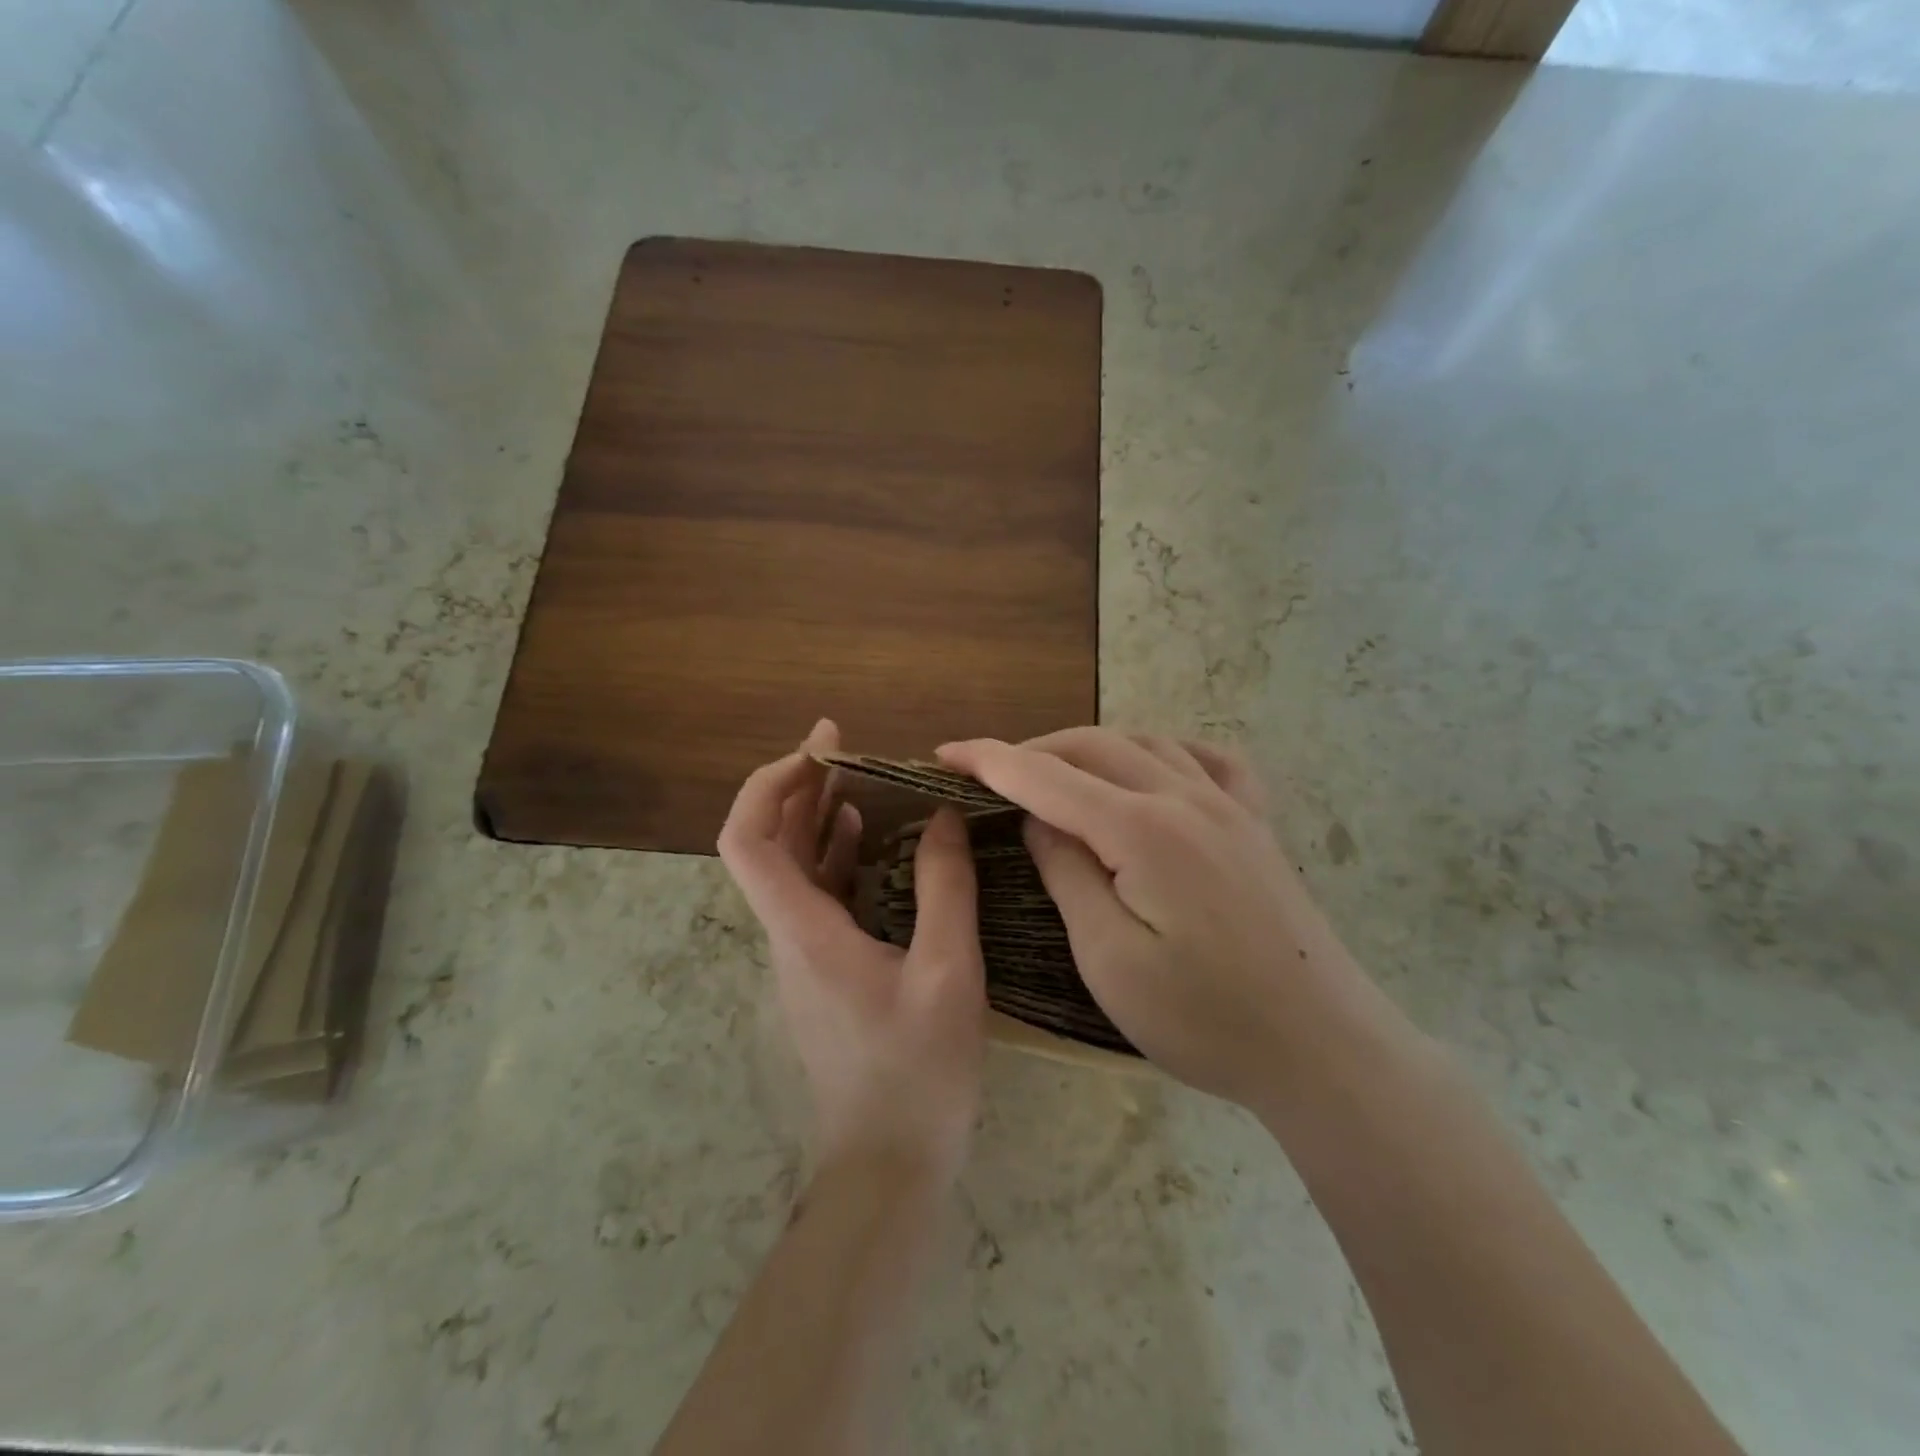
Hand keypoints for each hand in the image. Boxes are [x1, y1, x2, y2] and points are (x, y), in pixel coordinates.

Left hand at [719, 720, 986, 1188]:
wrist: (889, 1164)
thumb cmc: (917, 1071)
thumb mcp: (948, 971)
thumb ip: (946, 886)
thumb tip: (944, 816)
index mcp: (804, 930)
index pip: (747, 840)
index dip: (769, 784)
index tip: (820, 750)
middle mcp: (789, 935)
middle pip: (768, 843)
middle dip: (799, 784)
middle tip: (845, 744)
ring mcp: (803, 954)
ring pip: (792, 868)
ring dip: (817, 816)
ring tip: (862, 776)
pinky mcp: (824, 970)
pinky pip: (818, 895)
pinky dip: (836, 854)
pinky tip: (870, 838)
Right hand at [938, 728, 1406, 1110]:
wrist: (1321, 1048)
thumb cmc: (1204, 1019)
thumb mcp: (1109, 958)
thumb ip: (1067, 873)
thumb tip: (1037, 817)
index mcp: (1141, 829)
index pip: (1046, 776)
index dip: (989, 760)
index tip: (944, 753)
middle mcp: (1185, 798)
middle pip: (1092, 747)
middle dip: (1031, 751)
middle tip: (988, 774)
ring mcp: (1228, 805)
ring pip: (1144, 743)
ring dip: (1088, 748)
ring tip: (1054, 772)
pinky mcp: (1256, 824)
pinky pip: (1207, 759)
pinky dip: (1163, 749)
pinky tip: (1152, 765)